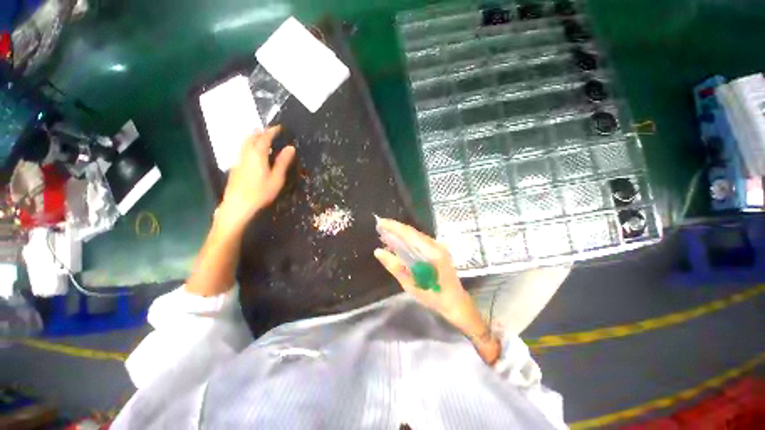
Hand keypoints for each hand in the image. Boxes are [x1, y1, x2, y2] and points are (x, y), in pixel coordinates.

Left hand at [218, 126, 295, 225]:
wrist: (238, 205)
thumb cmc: (261, 192)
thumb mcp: (277, 178)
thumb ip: (283, 162)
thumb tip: (290, 147)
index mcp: (257, 155)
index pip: (264, 138)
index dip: (271, 131)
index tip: (279, 127)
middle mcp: (246, 154)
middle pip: (251, 138)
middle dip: (260, 132)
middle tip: (269, 131)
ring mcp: (239, 161)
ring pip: (244, 144)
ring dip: (252, 138)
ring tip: (260, 138)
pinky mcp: (235, 168)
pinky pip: (242, 151)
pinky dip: (249, 146)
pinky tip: (253, 154)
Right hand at [373, 218, 484, 336]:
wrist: (455, 301)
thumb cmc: (433, 296)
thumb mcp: (410, 284)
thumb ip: (394, 266)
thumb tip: (378, 251)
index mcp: (431, 253)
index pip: (409, 234)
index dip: (394, 226)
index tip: (380, 222)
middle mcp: (436, 245)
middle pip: (412, 232)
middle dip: (395, 229)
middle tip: (380, 228)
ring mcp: (438, 246)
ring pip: (416, 235)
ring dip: (401, 234)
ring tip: (386, 235)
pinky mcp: (437, 249)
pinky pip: (419, 240)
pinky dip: (407, 240)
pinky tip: (399, 244)